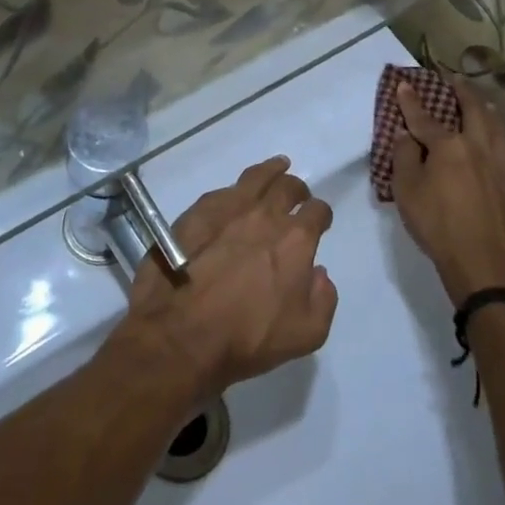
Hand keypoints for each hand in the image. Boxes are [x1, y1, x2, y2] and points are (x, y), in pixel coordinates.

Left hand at [108, 156, 336, 404]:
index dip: (321, 215)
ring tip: (276, 166)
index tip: (319, 220)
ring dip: (270, 171)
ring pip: (255, 177)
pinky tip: (234, 194)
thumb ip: (323, 299)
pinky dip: (235, 189)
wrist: (181, 334)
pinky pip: (223, 191)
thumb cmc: (247, 338)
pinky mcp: (196, 212)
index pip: (317, 211)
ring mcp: (228, 208)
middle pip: (287, 187)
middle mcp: (265, 215)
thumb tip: (319, 273)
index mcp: (295, 240)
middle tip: (296, 195)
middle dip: (297, 189)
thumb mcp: (306, 334)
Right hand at [392, 78, 504, 306]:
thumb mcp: (406, 192)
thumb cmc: (437, 226)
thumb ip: (404, 158)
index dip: (412, 101)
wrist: (483, 265)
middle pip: (474, 113)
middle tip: (456, 80)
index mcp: (450, 147)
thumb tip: (407, 135)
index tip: (404, 84)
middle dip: (463, 93)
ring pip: (504, 133)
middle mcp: (481, 149)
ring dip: (493, 116)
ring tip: (486, 105)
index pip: (425, 118)